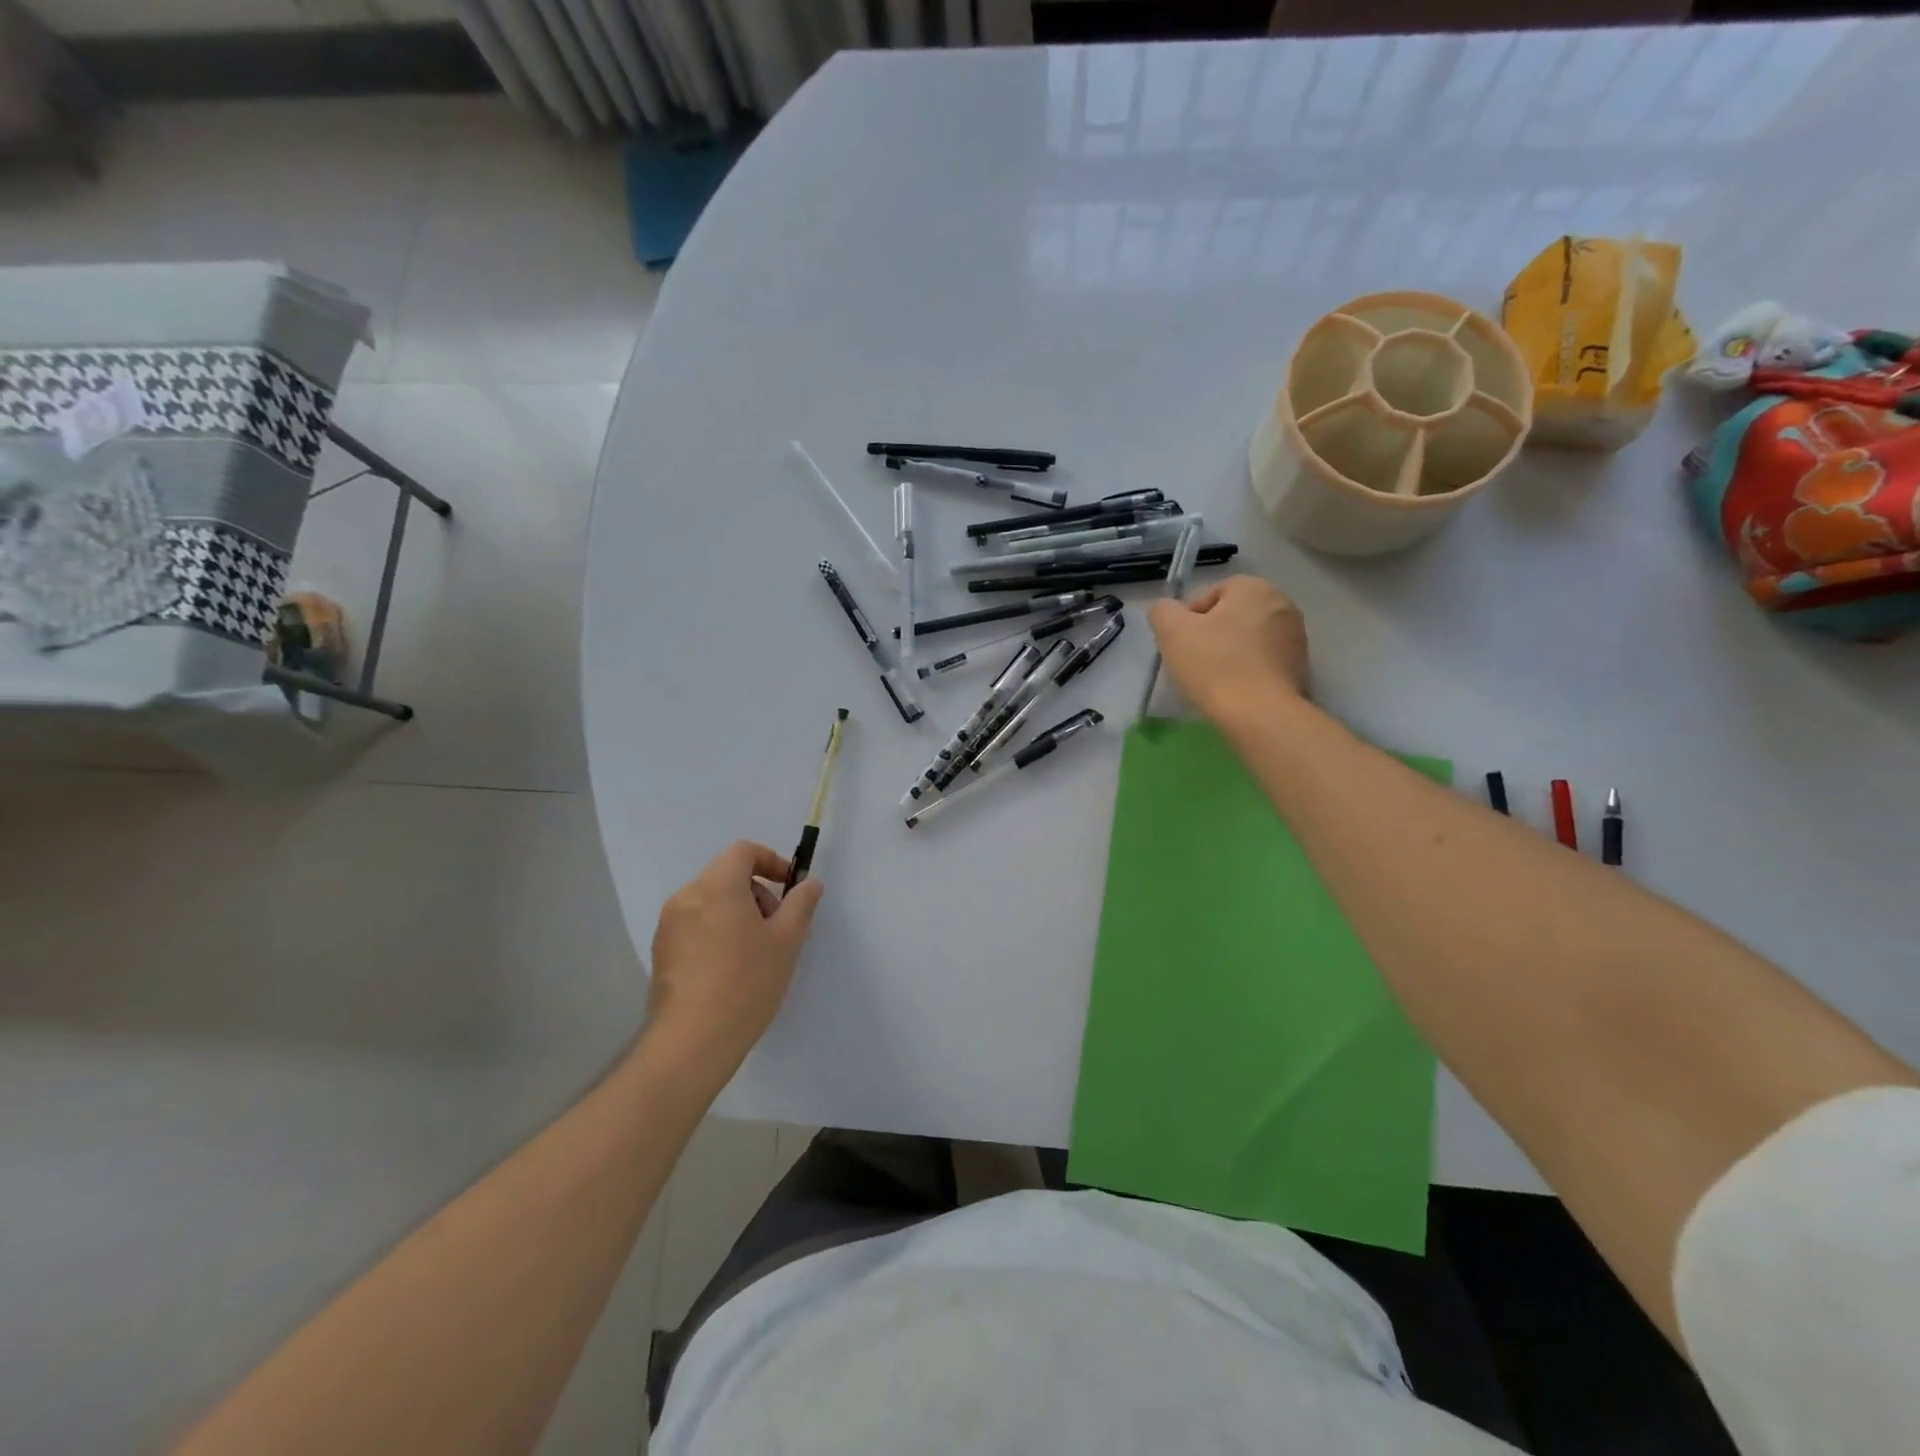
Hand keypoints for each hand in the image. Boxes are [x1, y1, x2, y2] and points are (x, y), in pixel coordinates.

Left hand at [641, 841, 823, 1089]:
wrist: (692, 1041)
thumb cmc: (747, 982)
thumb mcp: (787, 940)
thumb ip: (801, 904)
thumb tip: (809, 883)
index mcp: (717, 886)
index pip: (744, 851)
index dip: (771, 860)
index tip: (789, 887)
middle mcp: (687, 896)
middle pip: (727, 875)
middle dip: (757, 892)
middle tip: (777, 927)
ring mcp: (669, 925)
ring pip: (711, 901)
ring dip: (738, 912)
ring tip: (756, 952)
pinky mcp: (662, 951)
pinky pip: (695, 924)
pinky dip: (717, 930)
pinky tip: (731, 968)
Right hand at [1146, 575, 1309, 725]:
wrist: (1260, 715)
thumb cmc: (1214, 665)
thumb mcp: (1172, 631)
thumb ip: (1163, 611)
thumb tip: (1166, 611)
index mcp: (1254, 588)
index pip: (1211, 594)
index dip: (1188, 618)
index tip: (1179, 644)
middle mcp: (1283, 604)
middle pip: (1232, 616)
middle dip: (1211, 635)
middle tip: (1192, 662)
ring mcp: (1296, 637)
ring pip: (1249, 640)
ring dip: (1230, 654)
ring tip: (1213, 680)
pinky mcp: (1301, 668)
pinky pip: (1264, 662)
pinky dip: (1248, 671)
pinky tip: (1235, 691)